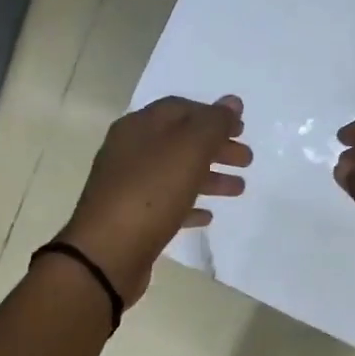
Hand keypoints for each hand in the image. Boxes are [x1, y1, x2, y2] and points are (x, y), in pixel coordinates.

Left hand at [55, 95, 251, 303]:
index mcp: (139, 127)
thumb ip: (213, 124)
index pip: (180, 108)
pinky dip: (189, 205)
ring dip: (209, 177)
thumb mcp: (188, 150)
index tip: (242, 129)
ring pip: (176, 173)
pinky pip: (166, 205)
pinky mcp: (132, 218)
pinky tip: (208, 216)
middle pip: (180, 141)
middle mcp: (130, 152)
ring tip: (238, 189)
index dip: (213, 115)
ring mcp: (129, 186)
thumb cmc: (150, 194)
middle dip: (215, 147)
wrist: (107, 253)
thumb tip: (232, 102)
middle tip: (247, 160)